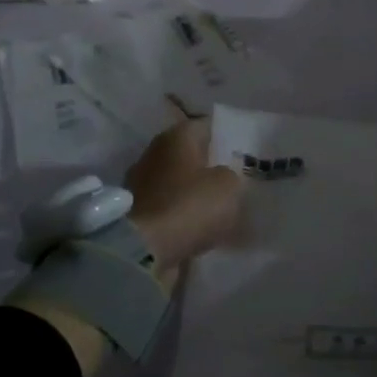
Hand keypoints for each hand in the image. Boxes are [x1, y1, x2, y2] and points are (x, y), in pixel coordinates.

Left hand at [125, 116, 243, 282]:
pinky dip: (181, 217)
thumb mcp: (229, 185)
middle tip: (233, 182)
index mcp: (176, 136)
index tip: (241, 153)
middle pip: (189, 156)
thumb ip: (232, 176)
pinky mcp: (135, 214)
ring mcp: (140, 184)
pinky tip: (199, 229)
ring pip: (177, 184)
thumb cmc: (190, 205)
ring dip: (193, 194)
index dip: (224, 137)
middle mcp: (154, 153)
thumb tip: (223, 178)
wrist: (144, 250)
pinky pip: (167, 209)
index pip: (205, 126)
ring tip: (219, 210)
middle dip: (208, 167)